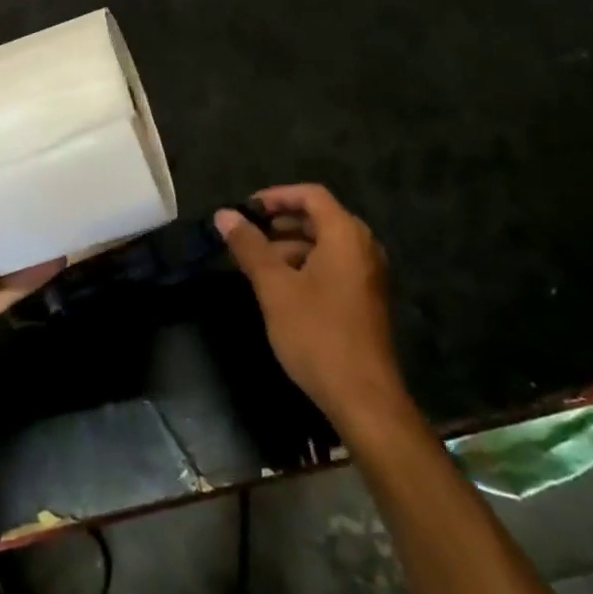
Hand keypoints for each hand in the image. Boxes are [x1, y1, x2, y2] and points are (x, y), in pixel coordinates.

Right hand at [216, 185, 407, 434]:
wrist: (364, 399)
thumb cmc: (317, 334)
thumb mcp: (274, 287)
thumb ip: (249, 246)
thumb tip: (224, 215)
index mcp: (345, 235)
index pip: (310, 195)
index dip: (276, 196)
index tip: (245, 209)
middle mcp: (363, 247)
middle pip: (318, 217)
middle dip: (279, 222)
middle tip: (245, 235)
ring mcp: (368, 275)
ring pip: (324, 244)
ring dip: (289, 246)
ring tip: (255, 263)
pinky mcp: (366, 299)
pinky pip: (333, 266)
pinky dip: (305, 265)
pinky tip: (279, 287)